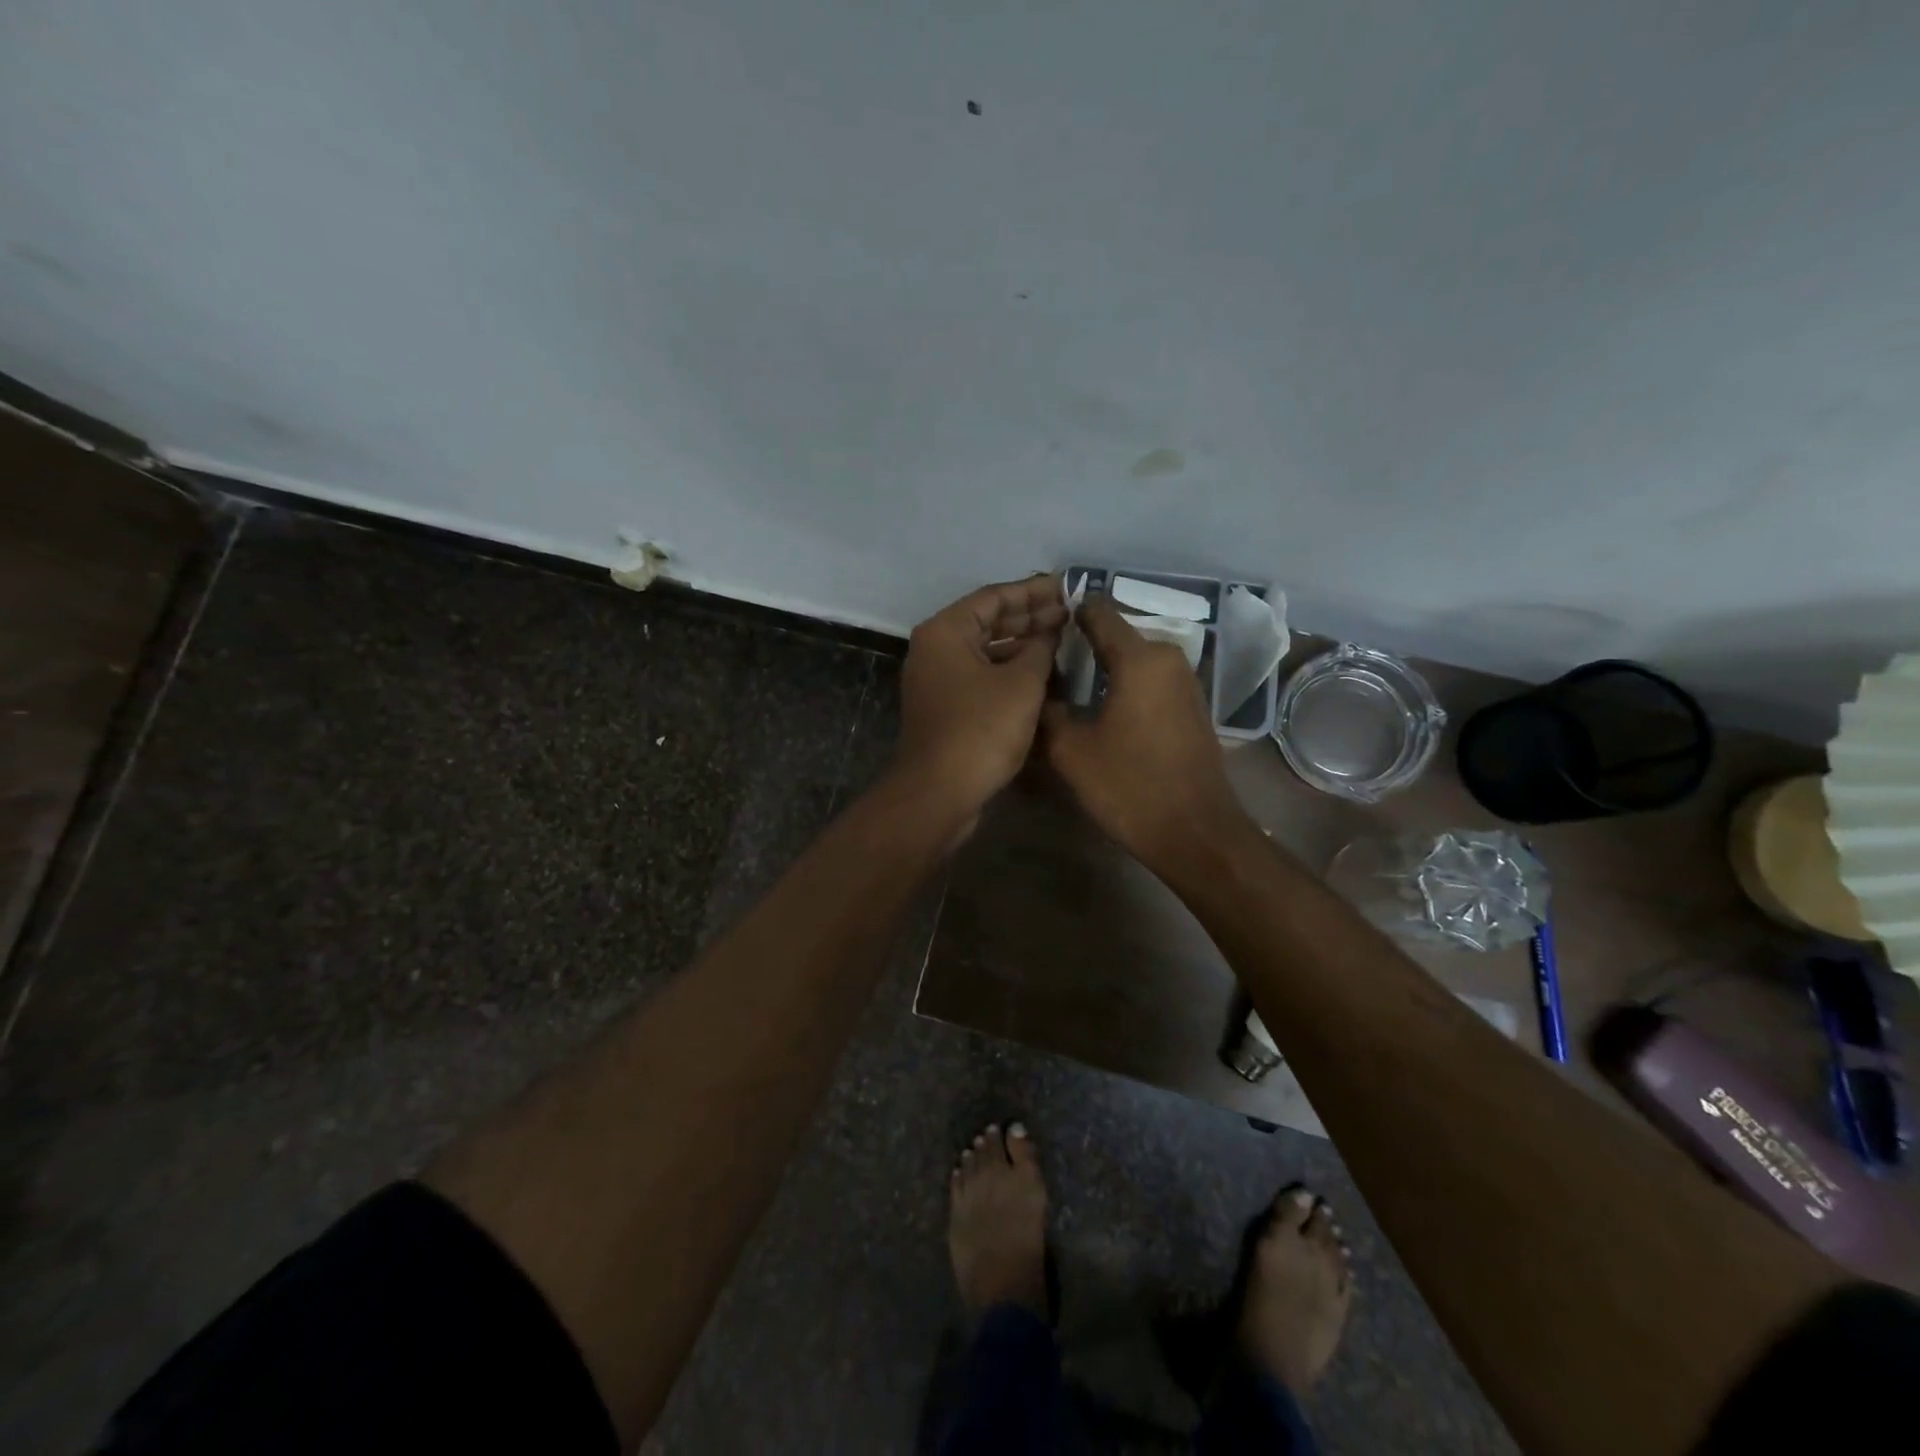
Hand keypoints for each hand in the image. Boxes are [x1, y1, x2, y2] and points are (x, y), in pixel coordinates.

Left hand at [892, 574, 1066, 821]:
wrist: (939, 792)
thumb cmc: (981, 729)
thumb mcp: (1022, 684)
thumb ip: (1041, 648)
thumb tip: (1050, 631)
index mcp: (945, 631)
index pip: (994, 597)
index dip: (1033, 591)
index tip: (1067, 587)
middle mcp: (935, 649)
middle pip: (987, 622)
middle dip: (1029, 617)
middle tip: (1069, 614)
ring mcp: (937, 680)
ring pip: (985, 651)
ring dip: (1021, 645)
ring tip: (1062, 640)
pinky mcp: (945, 708)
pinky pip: (981, 676)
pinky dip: (1009, 671)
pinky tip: (1041, 674)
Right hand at [1041, 593, 1251, 872]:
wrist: (1195, 833)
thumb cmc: (1130, 786)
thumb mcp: (1071, 751)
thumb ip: (1047, 711)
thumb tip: (1035, 691)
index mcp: (1139, 657)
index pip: (1098, 612)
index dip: (1067, 612)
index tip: (1038, 624)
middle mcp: (1168, 658)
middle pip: (1115, 635)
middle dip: (1081, 644)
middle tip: (1045, 665)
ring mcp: (1186, 682)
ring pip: (1133, 660)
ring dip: (1103, 669)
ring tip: (1066, 688)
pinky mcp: (1192, 707)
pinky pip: (1150, 681)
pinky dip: (1124, 686)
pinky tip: (1100, 709)